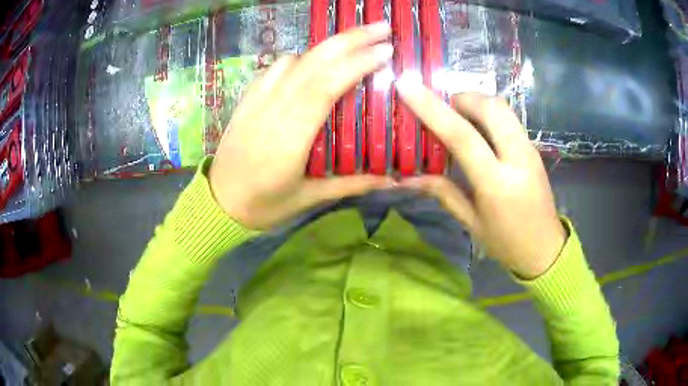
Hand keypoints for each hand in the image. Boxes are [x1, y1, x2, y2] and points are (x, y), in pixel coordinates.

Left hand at [209, 23, 394, 229]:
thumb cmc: (263, 205)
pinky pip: (273, 68)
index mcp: (289, 138)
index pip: (324, 88)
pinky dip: (299, 59)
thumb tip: (394, 180)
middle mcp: (271, 111)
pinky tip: (312, 63)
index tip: (385, 52)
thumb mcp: (309, 199)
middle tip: (380, 27)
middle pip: (312, 63)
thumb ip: (352, 184)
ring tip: (354, 44)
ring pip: (292, 60)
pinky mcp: (246, 100)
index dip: (355, 64)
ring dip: (325, 47)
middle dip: (349, 40)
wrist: (217, 204)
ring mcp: (255, 101)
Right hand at [395, 77, 566, 278]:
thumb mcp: (471, 222)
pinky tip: (477, 127)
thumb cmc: (506, 242)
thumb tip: (407, 178)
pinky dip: (488, 113)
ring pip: (503, 107)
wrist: (545, 249)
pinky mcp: (533, 148)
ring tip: (458, 115)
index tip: (408, 87)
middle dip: (461, 97)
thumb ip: (442, 192)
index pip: (462, 135)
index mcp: (497, 183)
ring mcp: (529, 150)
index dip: (432, 108)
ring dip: (476, 102)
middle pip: (490, 107)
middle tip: (442, 109)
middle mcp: (517, 158)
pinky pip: (509, 118)